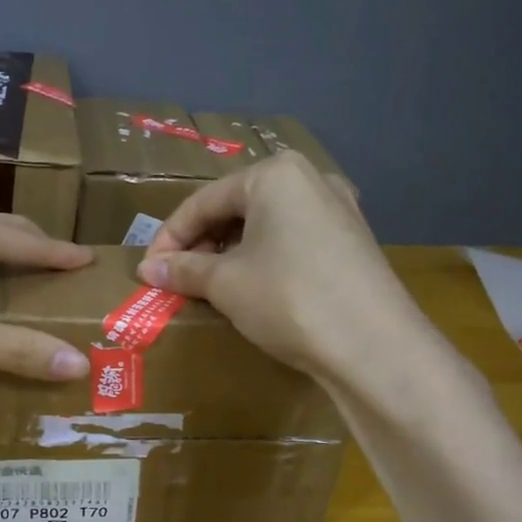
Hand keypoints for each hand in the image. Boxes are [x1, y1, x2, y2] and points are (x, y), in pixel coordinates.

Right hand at [137, 152, 422, 377]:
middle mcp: (311, 180)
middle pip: (236, 208)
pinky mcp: (353, 242)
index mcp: (275, 175)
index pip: (204, 202)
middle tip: (176, 279)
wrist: (374, 347)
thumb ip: (184, 270)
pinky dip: (263, 260)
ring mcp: (338, 210)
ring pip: (265, 226)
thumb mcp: (226, 283)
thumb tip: (148, 270)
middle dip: (201, 244)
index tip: (148, 270)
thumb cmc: (288, 299)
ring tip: (208, 286)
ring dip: (230, 254)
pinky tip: (251, 289)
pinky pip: (292, 241)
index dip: (169, 238)